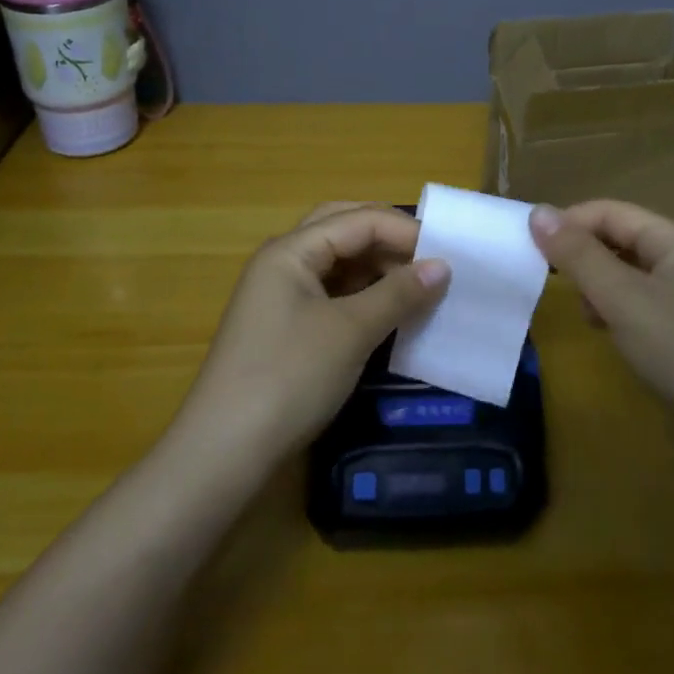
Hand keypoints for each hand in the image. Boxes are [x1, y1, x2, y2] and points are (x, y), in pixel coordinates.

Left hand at [176, 203, 450, 463]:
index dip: (405, 231)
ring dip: (378, 268)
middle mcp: (283, 262)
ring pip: (338, 263)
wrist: (224, 453)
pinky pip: (332, 294)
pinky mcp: (286, 327)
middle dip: (388, 238)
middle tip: (431, 257)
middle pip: (343, 230)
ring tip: (418, 286)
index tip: (449, 254)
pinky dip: (364, 295)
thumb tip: (443, 266)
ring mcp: (281, 296)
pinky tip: (389, 311)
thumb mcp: (350, 331)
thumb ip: (398, 293)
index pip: (358, 220)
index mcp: (291, 250)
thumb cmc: (289, 377)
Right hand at [529, 201, 673, 452]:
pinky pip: (644, 309)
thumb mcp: (623, 299)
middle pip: (622, 241)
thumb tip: (538, 211)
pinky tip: (609, 336)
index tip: (530, 248)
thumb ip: (579, 255)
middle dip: (585, 257)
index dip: (570, 223)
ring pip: (630, 277)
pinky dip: (619, 314)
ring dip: (600, 288)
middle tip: (555, 285)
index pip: (612, 212)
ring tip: (588, 316)